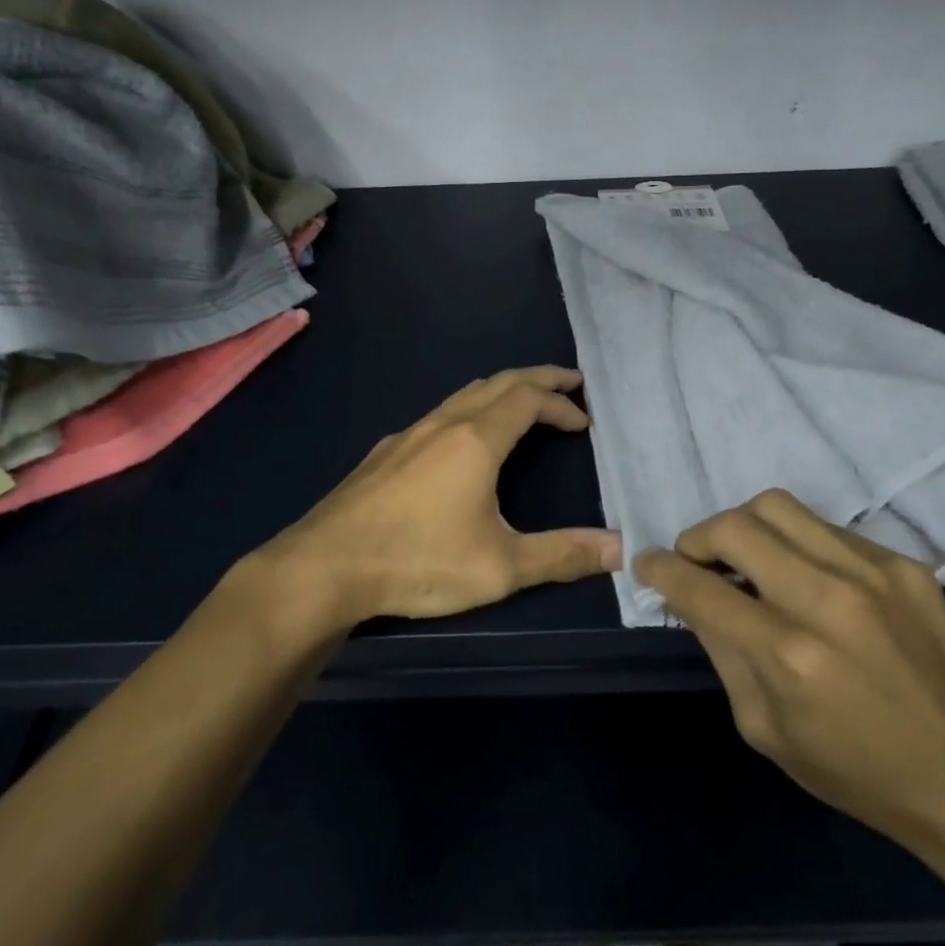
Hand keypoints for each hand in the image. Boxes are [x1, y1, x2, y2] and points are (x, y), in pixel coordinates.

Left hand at [259, 367, 621, 626]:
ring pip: (465, 394)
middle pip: (499, 382)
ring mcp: (409, 433)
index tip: (584, 420)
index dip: (561, 403)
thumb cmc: (419, 561)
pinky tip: (463, 440)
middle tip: (569, 382)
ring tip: (523, 402)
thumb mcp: (500, 567)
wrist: (326, 566)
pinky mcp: (386, 452)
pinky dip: (470, 408)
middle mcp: (444, 424)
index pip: (529, 399)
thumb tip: (618, 549)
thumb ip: (562, 555)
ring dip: (502, 390)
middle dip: (538, 378)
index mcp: (476, 440)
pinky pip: (439, 413)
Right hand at [636, 490, 944, 858]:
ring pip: (778, 507)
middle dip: (698, 538)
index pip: (700, 589)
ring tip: (746, 557)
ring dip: (744, 527)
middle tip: (697, 561)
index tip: (648, 563)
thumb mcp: (765, 730)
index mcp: (789, 656)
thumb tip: (693, 598)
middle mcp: (827, 601)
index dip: (661, 570)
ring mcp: (872, 574)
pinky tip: (806, 576)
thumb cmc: (857, 772)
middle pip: (735, 527)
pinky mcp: (904, 565)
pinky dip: (798, 543)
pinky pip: (827, 528)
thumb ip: (724, 653)